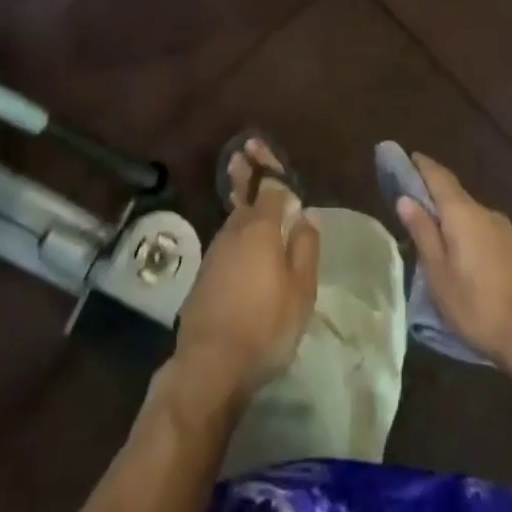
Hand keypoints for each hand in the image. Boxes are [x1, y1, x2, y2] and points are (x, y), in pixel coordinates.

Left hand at [173, 140, 320, 401]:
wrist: (209, 365)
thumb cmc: (265, 326)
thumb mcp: (300, 291)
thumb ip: (305, 248)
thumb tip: (306, 215)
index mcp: (261, 229)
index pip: (269, 187)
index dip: (270, 168)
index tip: (262, 146)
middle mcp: (235, 231)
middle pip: (245, 197)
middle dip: (247, 174)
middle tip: (245, 151)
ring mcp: (215, 252)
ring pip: (234, 219)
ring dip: (241, 201)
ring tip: (246, 189)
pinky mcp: (204, 275)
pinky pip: (226, 240)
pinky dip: (235, 230)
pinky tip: (242, 240)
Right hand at [395, 155, 511, 374]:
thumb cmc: (477, 305)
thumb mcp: (439, 274)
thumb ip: (423, 232)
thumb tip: (405, 198)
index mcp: (463, 213)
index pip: (439, 177)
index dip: (421, 166)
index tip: (406, 158)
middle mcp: (486, 213)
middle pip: (454, 194)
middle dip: (433, 194)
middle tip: (410, 202)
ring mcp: (504, 231)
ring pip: (469, 214)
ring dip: (450, 216)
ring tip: (431, 232)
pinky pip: (482, 230)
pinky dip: (465, 231)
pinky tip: (459, 252)